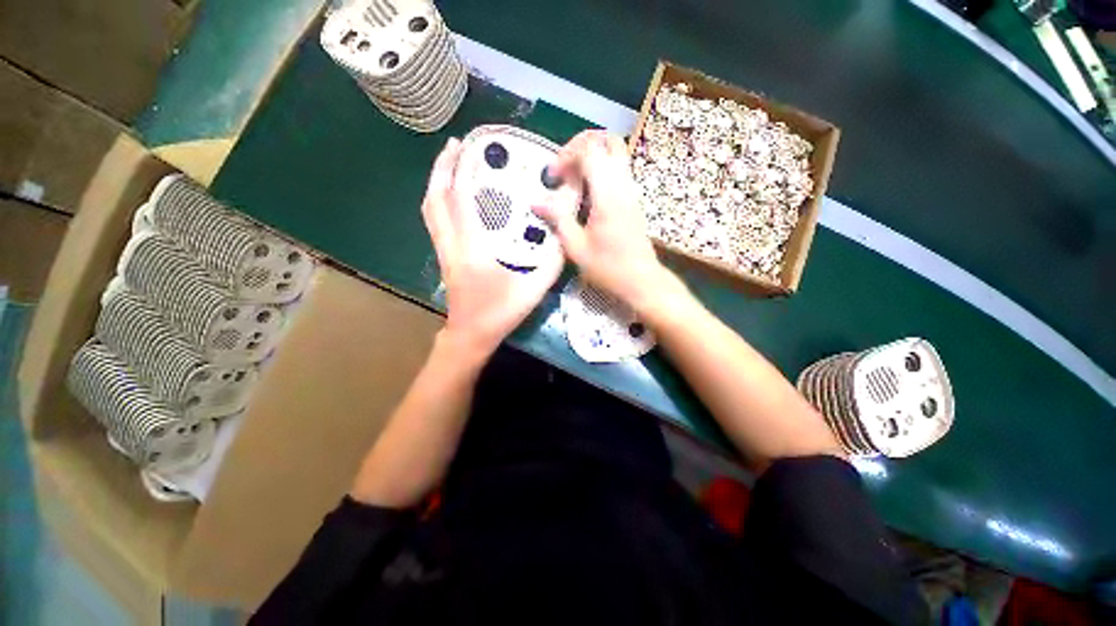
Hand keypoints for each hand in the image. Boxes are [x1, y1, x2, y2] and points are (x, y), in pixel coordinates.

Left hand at [422, 138, 564, 355]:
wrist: (471, 336)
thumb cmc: (500, 313)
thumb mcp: (534, 289)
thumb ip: (552, 262)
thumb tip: (565, 236)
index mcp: (472, 249)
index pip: (458, 201)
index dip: (457, 170)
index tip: (463, 146)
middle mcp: (451, 245)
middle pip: (434, 201)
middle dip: (440, 169)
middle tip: (453, 147)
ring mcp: (444, 253)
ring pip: (430, 212)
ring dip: (437, 184)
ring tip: (451, 166)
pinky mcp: (445, 259)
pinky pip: (436, 224)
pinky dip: (440, 203)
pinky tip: (454, 199)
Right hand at [533, 130, 672, 310]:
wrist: (641, 280)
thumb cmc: (608, 267)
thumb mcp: (576, 247)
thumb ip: (558, 219)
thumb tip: (537, 202)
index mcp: (607, 194)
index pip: (590, 150)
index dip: (567, 155)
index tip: (554, 177)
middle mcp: (623, 185)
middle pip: (608, 140)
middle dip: (582, 145)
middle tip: (565, 167)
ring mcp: (632, 191)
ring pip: (616, 153)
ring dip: (593, 157)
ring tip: (574, 181)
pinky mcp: (634, 199)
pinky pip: (619, 170)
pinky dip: (601, 170)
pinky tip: (588, 194)